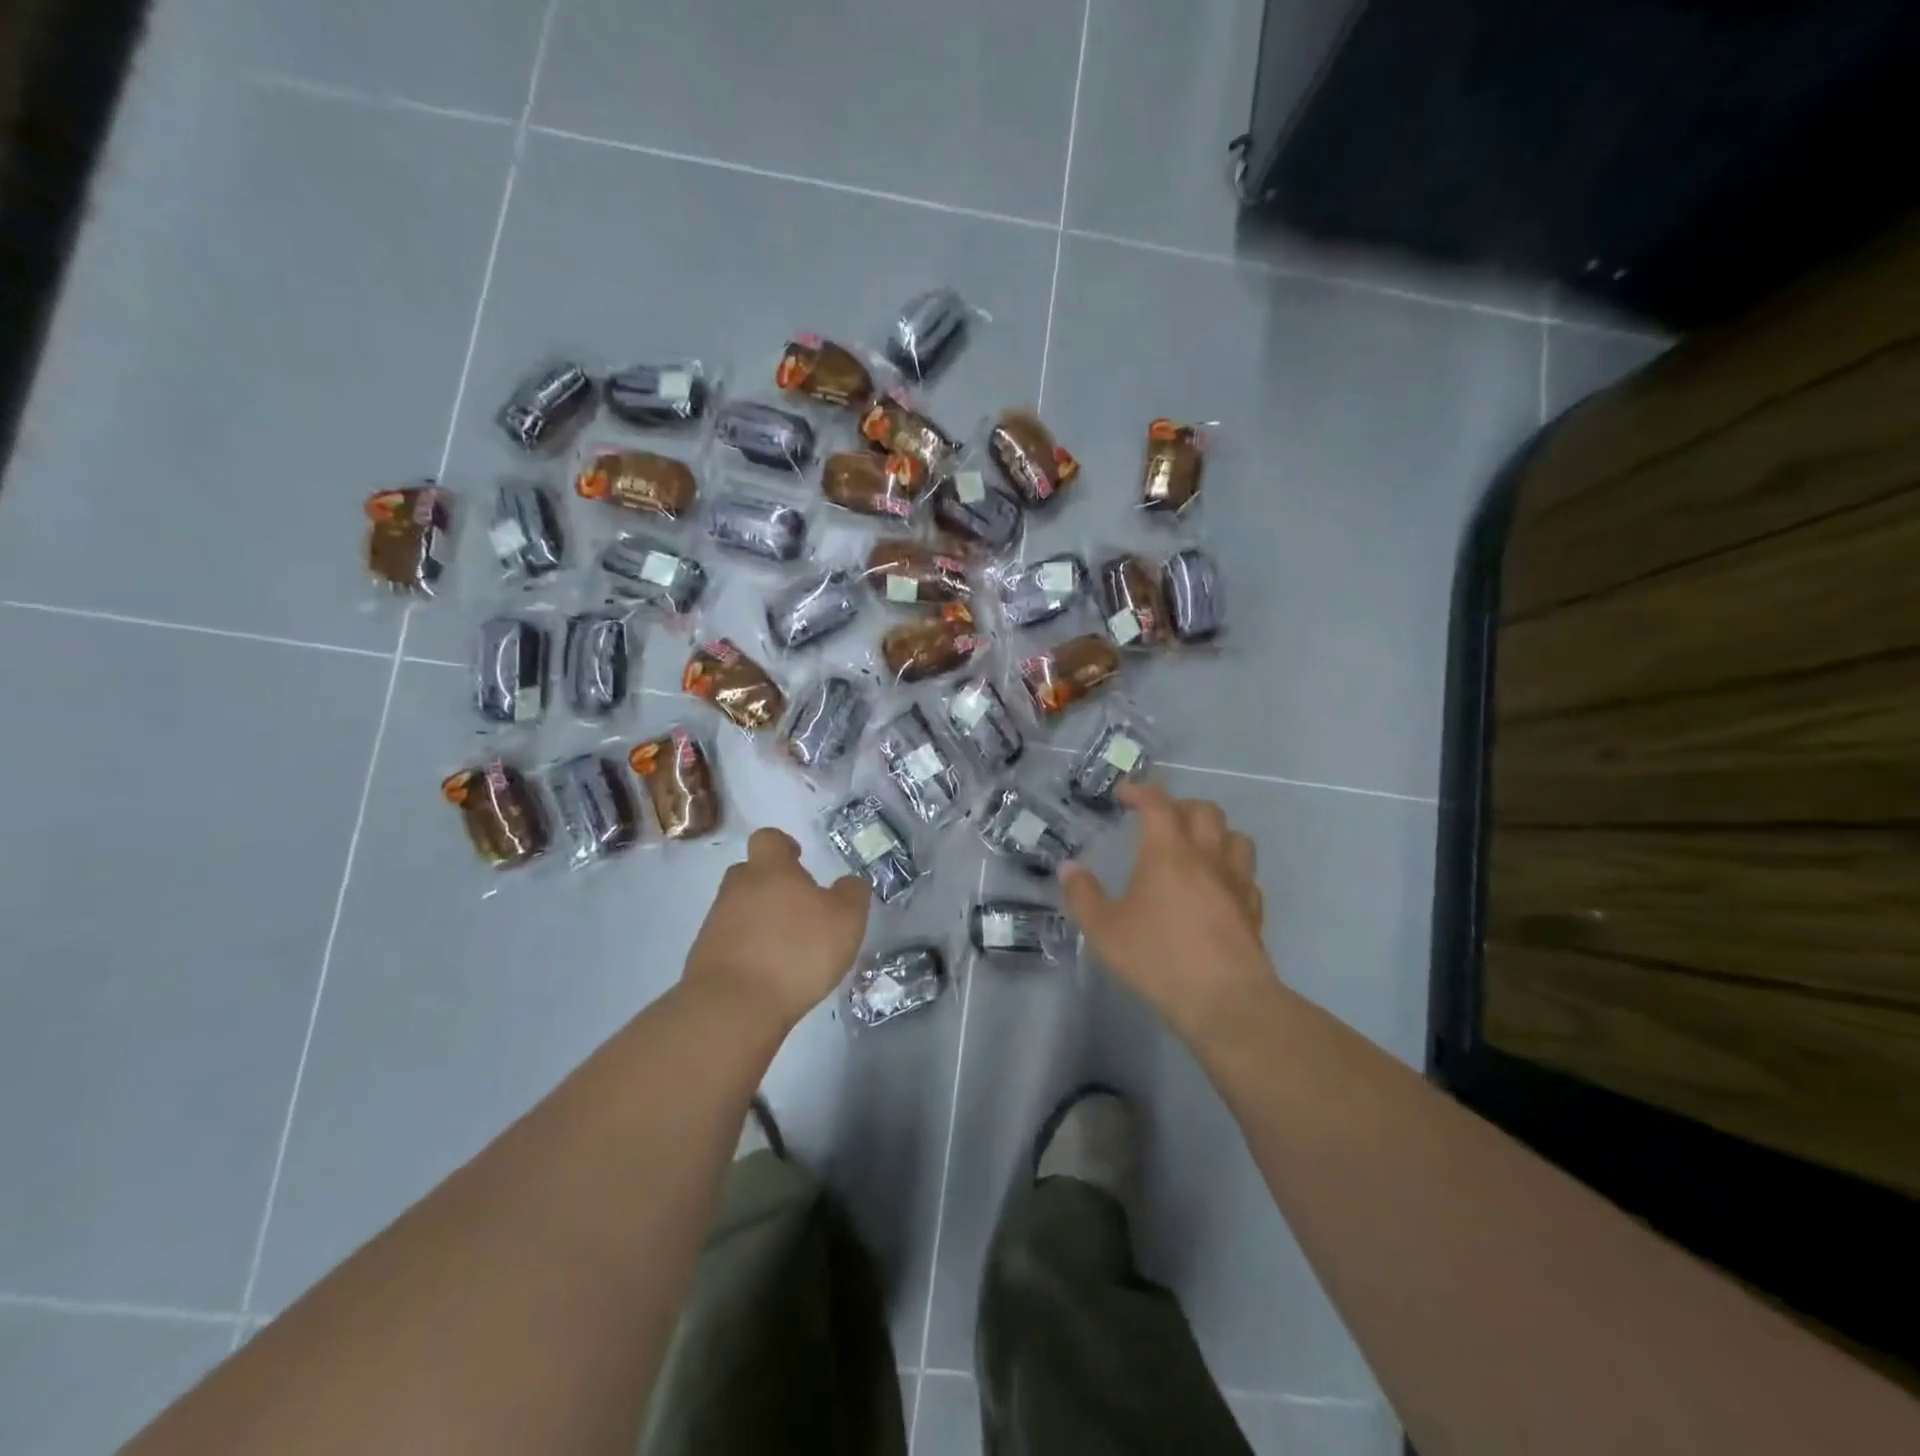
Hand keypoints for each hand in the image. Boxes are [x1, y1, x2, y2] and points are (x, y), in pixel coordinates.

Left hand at [684, 828, 870, 1033]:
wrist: (733, 1006)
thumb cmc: (797, 952)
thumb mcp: (846, 921)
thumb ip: (852, 894)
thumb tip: (850, 882)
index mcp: (771, 870)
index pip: (769, 839)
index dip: (783, 845)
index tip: (798, 859)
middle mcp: (738, 888)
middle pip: (749, 872)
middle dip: (770, 883)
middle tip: (796, 906)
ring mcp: (715, 922)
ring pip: (738, 908)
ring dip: (758, 919)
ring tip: (785, 946)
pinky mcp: (704, 956)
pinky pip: (729, 941)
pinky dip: (746, 949)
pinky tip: (766, 972)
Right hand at [1061, 782, 1271, 1043]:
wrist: (1225, 999)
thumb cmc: (1159, 958)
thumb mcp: (1105, 930)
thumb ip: (1083, 895)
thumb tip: (1069, 868)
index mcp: (1168, 852)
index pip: (1157, 803)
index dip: (1140, 791)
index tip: (1124, 795)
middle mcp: (1206, 856)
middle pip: (1204, 810)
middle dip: (1179, 806)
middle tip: (1159, 821)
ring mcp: (1236, 881)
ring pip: (1235, 836)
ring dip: (1214, 833)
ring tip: (1194, 848)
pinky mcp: (1253, 909)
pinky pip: (1247, 875)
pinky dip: (1230, 870)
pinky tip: (1217, 888)